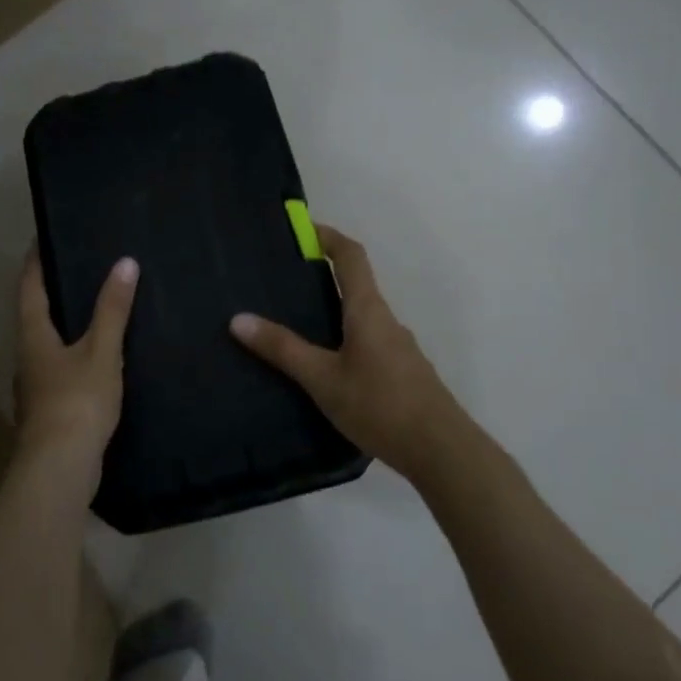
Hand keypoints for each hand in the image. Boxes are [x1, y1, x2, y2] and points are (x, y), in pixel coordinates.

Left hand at [14, 251, 138, 473]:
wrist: (60, 469)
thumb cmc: (77, 402)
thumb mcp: (101, 352)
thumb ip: (112, 309)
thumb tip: (125, 262)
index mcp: (33, 336)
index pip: (29, 287)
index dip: (36, 260)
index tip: (45, 236)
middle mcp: (27, 356)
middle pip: (34, 314)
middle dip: (52, 290)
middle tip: (80, 266)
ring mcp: (36, 386)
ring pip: (47, 343)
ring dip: (64, 323)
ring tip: (94, 308)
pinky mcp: (50, 409)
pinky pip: (60, 368)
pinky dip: (75, 352)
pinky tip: (99, 357)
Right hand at [231, 225, 468, 484]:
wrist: (441, 450)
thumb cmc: (380, 405)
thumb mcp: (323, 379)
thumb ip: (283, 349)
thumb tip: (239, 319)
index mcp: (368, 310)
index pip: (351, 256)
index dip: (328, 236)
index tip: (302, 229)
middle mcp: (386, 320)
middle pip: (356, 285)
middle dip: (323, 276)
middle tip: (284, 283)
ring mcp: (399, 347)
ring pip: (362, 317)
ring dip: (334, 312)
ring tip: (297, 327)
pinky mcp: (403, 372)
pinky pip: (369, 342)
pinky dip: (345, 339)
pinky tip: (326, 368)